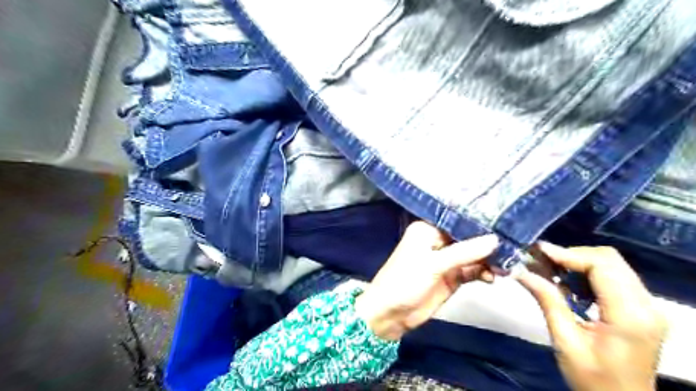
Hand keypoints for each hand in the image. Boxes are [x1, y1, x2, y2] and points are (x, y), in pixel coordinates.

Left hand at [356, 222, 497, 340]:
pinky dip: (483, 272)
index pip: (457, 220)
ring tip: (506, 265)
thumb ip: (464, 252)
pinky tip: (493, 277)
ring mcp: (446, 260)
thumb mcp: (434, 264)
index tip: (504, 221)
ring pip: (472, 255)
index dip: (479, 222)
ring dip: (488, 259)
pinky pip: (472, 270)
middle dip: (487, 242)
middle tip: (513, 245)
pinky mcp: (452, 277)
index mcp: (428, 229)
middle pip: (468, 237)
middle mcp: (438, 241)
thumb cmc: (405, 281)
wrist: (391, 314)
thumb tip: (495, 239)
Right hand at [516, 242, 667, 389]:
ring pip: (612, 264)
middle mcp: (646, 305)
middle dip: (571, 255)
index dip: (568, 254)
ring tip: (550, 270)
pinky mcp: (641, 309)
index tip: (538, 252)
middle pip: (609, 259)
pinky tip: (568, 283)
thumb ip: (548, 301)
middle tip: (541, 261)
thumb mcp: (565, 341)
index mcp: (630, 315)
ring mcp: (647, 306)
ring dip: (578, 262)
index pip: (602, 265)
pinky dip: (587, 273)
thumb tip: (521, 272)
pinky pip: (614, 276)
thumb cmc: (593, 380)